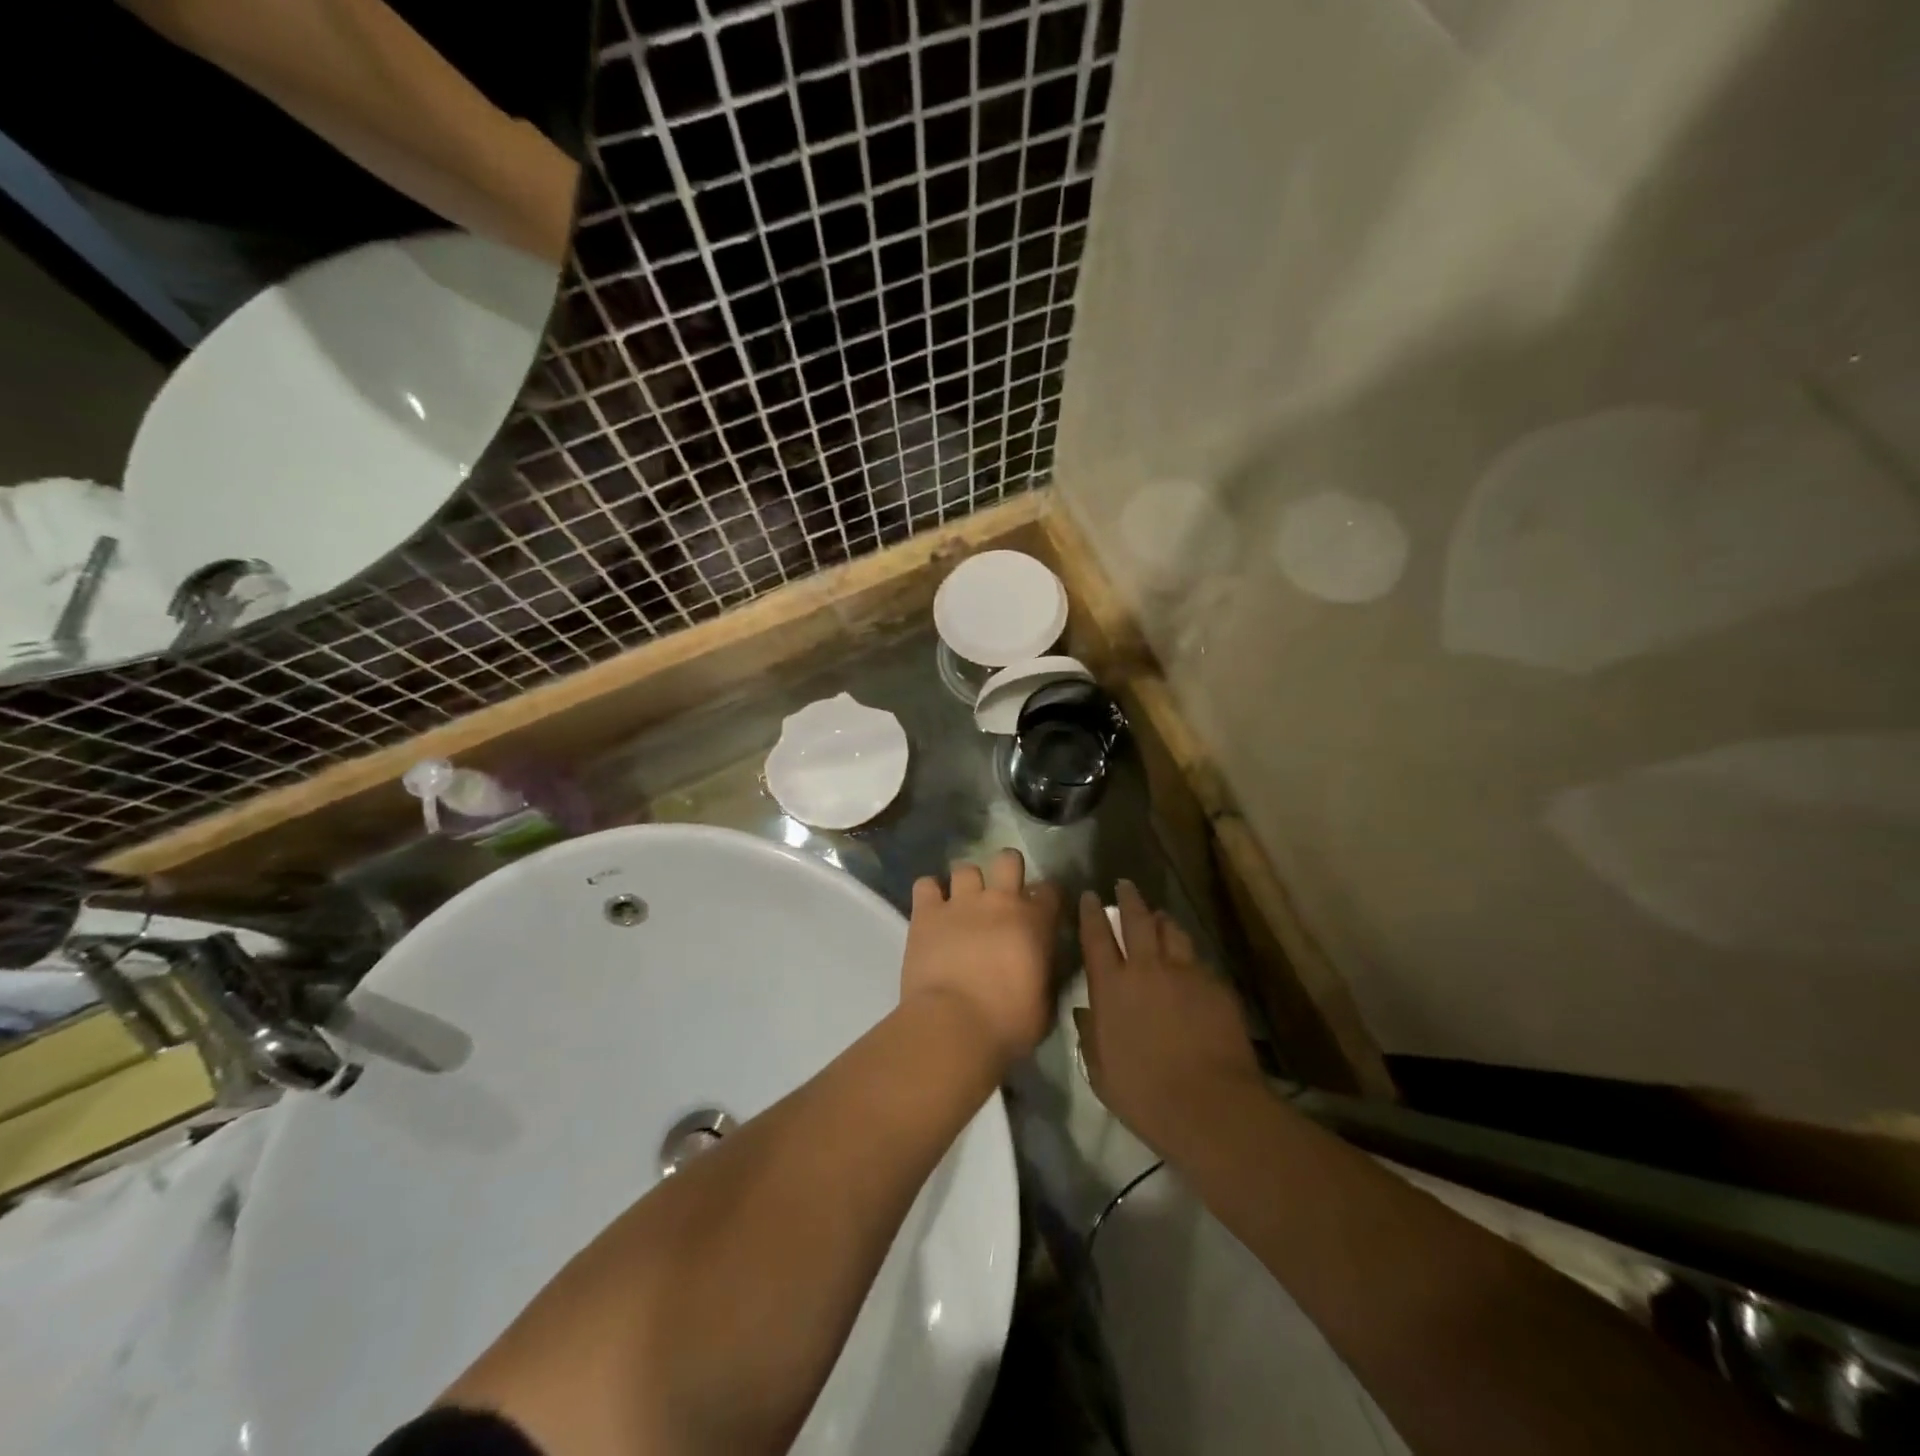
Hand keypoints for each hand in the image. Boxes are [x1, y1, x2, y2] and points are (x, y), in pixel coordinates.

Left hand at [903, 849, 1061, 1067]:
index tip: (1041, 911)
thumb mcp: (1044, 1003)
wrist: (954, 1025)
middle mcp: (999, 901)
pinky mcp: (926, 913)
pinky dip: (929, 893)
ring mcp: (960, 903)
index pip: (1050, 889)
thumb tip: (1040, 966)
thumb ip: (1044, 973)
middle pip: (1008, 859)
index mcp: (1034, 922)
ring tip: (962, 905)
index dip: (1046, 897)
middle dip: (1007, 870)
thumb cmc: (1008, 1023)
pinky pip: (925, 884)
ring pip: (965, 868)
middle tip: (1001, 896)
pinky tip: (930, 910)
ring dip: (966, 883)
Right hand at [1075, 881, 1264, 1153]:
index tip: (1089, 896)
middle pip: (1136, 920)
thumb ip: (1090, 1036)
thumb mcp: (1101, 1072)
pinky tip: (1189, 962)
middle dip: (1129, 899)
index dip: (1091, 913)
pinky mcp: (1215, 985)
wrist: (1209, 1105)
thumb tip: (1085, 1012)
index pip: (1096, 937)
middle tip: (1125, 885)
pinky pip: (1197, 959)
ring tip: (1159, 916)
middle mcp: (1145, 969)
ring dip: (1161, 920)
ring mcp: (1184, 973)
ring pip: (1171, 931)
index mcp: (1111, 987)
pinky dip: (1187, 954)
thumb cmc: (1144, 1094)